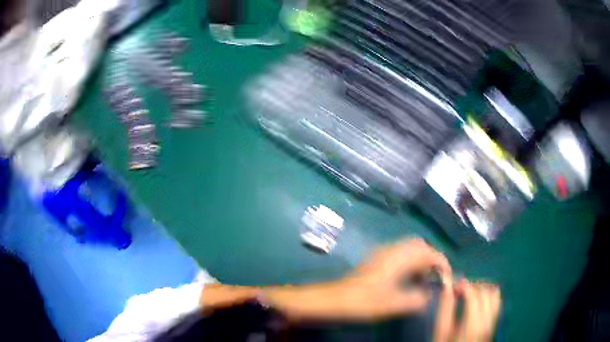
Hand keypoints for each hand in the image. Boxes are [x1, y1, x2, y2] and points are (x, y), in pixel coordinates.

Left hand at [263, 238, 451, 320]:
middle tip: (436, 278)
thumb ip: (416, 299)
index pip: (429, 253)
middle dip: (432, 259)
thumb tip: (429, 296)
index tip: (447, 278)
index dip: (441, 264)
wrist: (334, 299)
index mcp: (399, 257)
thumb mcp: (393, 304)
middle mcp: (392, 250)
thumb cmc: (363, 301)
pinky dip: (410, 263)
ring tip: (424, 280)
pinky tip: (408, 279)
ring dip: (421, 261)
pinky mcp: (376, 259)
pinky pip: (400, 254)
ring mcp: (382, 253)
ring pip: (409, 249)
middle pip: (420, 246)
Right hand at [434, 278, 500, 341]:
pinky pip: (497, 303)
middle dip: (472, 286)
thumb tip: (447, 287)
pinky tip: (480, 298)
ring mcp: (493, 324)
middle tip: (459, 289)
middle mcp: (487, 324)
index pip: (474, 297)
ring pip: (494, 295)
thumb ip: (444, 311)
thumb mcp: (440, 334)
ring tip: (469, 293)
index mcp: (472, 328)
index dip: (463, 285)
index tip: (452, 285)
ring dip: (482, 289)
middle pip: (486, 293)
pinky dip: (490, 295)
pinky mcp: (494, 324)